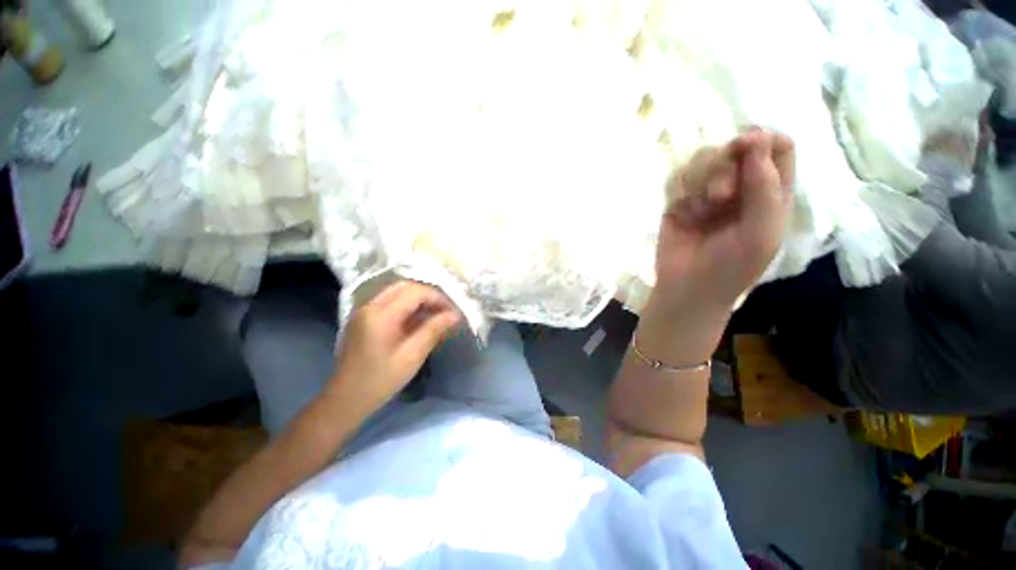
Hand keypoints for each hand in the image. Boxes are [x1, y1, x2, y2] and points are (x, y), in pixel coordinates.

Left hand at [331, 281, 461, 408]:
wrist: (345, 400)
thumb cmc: (380, 381)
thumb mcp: (411, 356)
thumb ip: (433, 330)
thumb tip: (455, 315)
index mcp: (380, 315)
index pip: (415, 292)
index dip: (437, 298)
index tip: (452, 312)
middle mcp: (370, 306)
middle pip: (405, 287)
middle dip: (428, 295)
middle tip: (445, 311)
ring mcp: (364, 311)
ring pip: (397, 293)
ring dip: (419, 300)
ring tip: (436, 316)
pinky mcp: (364, 318)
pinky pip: (390, 302)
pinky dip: (408, 307)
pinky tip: (419, 322)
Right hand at [654, 128, 794, 310]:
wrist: (688, 288)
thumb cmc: (732, 266)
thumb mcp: (762, 231)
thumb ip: (765, 186)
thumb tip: (754, 137)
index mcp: (771, 192)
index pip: (778, 146)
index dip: (763, 139)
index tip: (744, 147)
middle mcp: (741, 186)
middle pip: (735, 148)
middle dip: (724, 167)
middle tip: (721, 197)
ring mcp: (707, 192)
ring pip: (703, 159)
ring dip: (701, 182)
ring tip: (701, 211)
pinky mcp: (679, 201)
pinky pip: (678, 178)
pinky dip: (680, 192)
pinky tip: (683, 215)